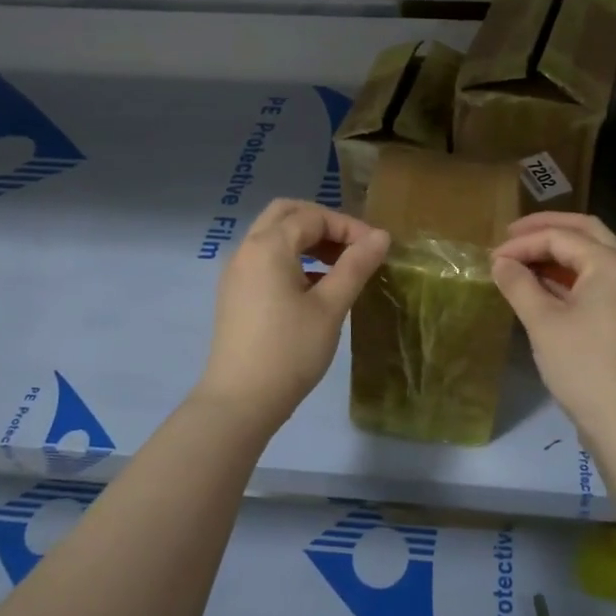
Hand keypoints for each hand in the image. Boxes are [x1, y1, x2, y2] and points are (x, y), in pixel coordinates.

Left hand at [194, 199, 389, 430]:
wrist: (239, 401)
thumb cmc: (290, 351)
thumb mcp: (330, 307)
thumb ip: (355, 266)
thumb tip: (381, 236)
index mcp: (268, 246)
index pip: (313, 217)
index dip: (348, 227)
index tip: (376, 249)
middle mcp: (247, 249)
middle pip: (286, 214)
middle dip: (322, 223)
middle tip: (352, 246)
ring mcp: (236, 272)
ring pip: (273, 236)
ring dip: (306, 240)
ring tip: (340, 266)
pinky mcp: (235, 293)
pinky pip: (265, 258)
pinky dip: (291, 258)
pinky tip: (315, 286)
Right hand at [491, 212, 615, 442]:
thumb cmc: (584, 366)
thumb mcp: (543, 322)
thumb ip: (519, 284)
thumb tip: (500, 262)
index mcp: (610, 262)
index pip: (560, 237)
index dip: (521, 243)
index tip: (490, 258)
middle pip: (584, 232)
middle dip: (546, 230)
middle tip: (510, 235)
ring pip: (592, 256)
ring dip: (557, 252)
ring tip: (521, 259)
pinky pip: (596, 280)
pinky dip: (568, 276)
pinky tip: (542, 287)